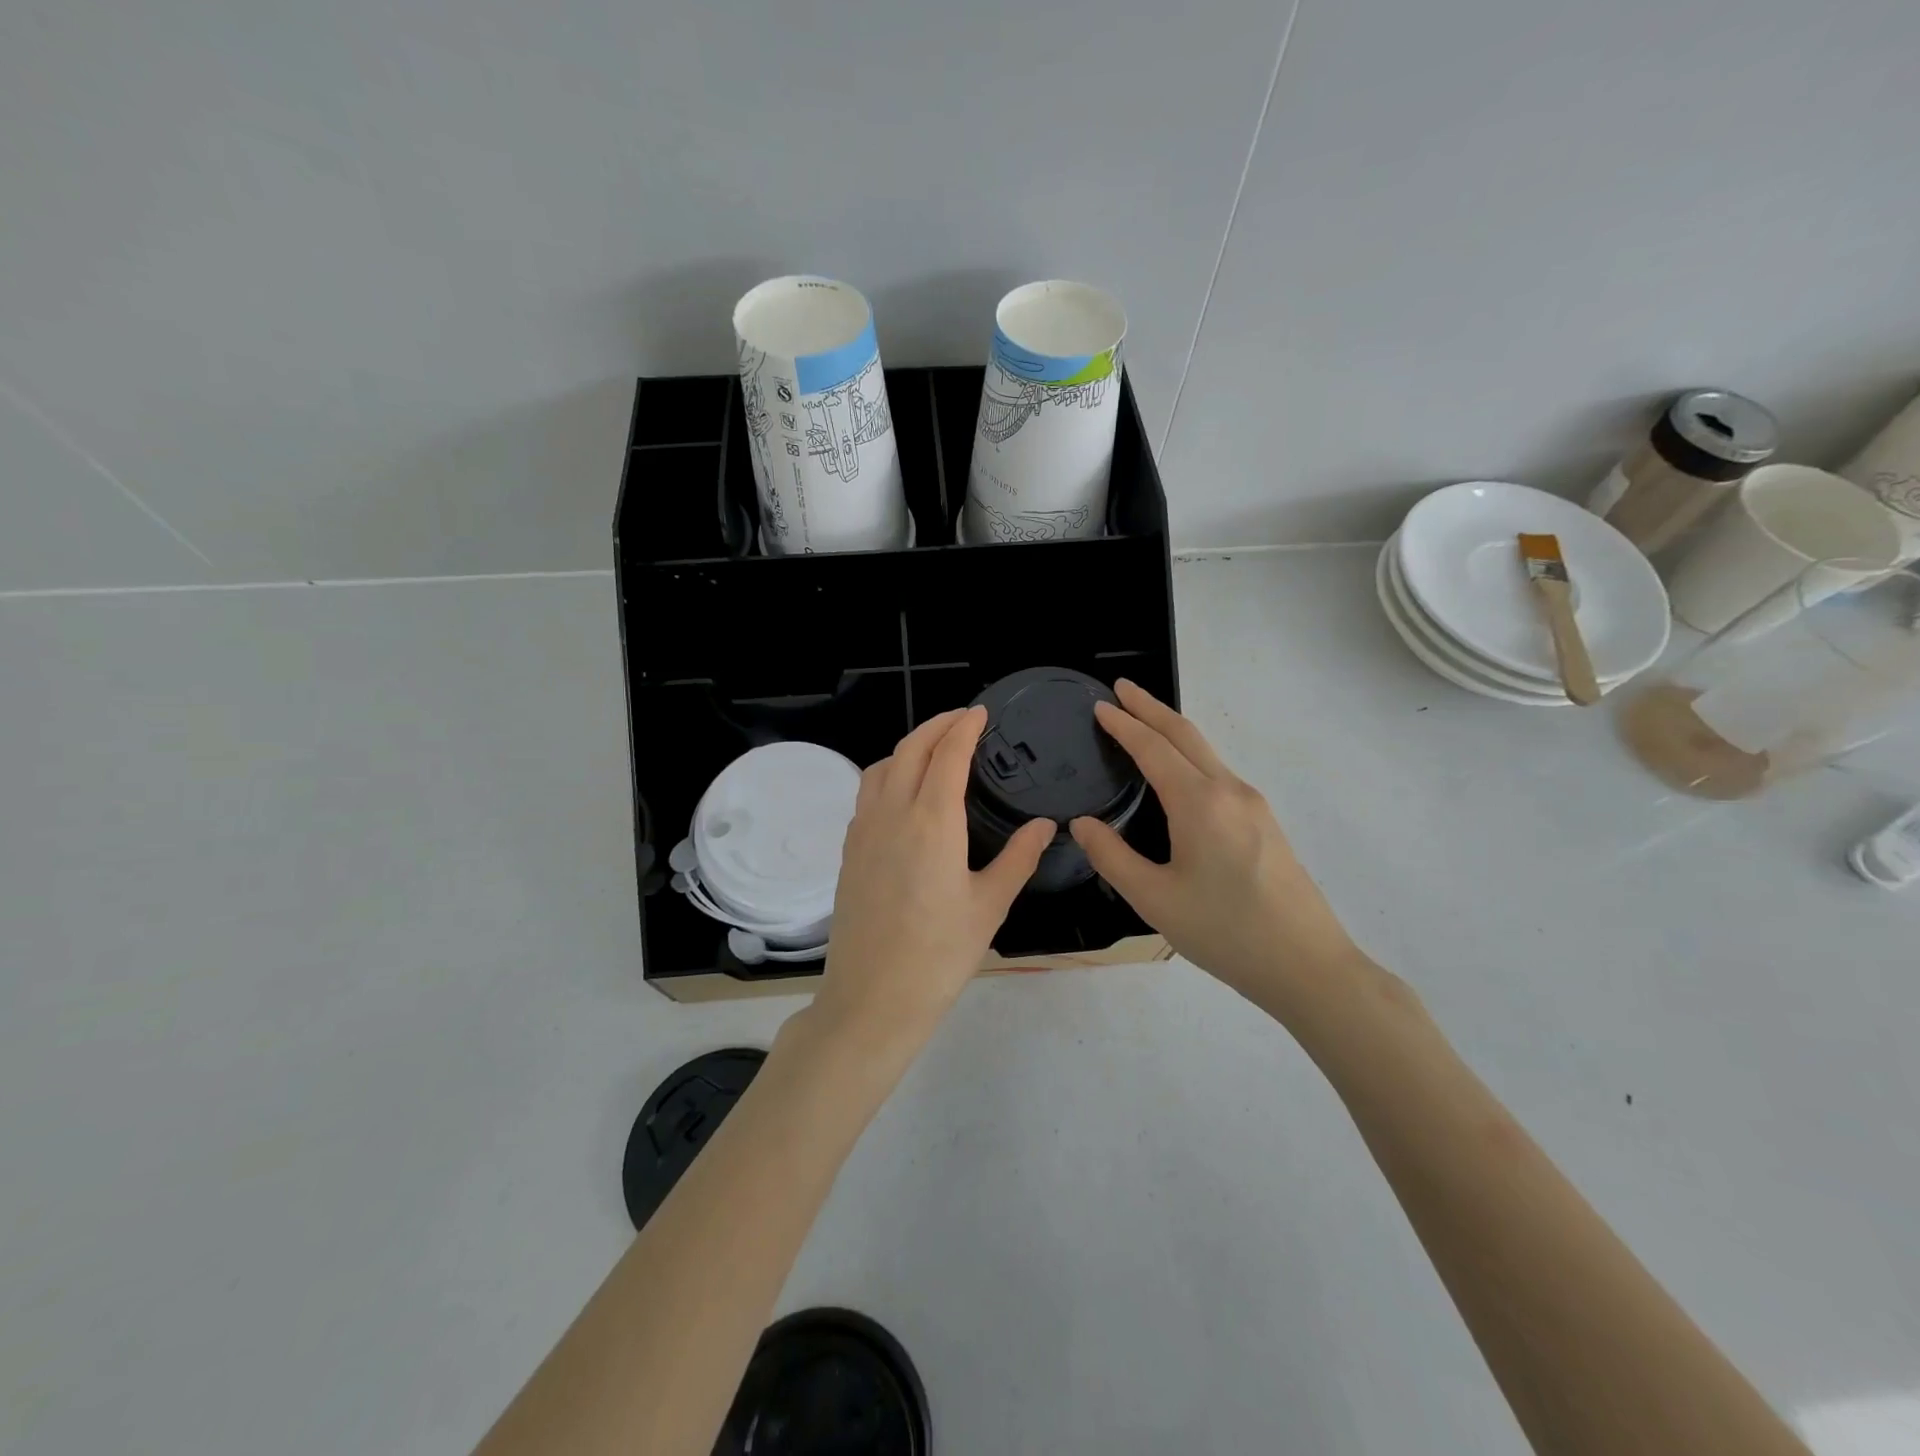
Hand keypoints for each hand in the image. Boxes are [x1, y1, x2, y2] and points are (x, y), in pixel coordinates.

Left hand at [814, 706, 1053, 1051]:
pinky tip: (904, 793)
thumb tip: (1045, 825)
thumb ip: (1019, 858)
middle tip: (962, 720)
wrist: (872, 998)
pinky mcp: (849, 851)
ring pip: (882, 767)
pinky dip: (888, 774)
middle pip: (910, 749)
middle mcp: (892, 814)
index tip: (980, 712)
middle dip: (936, 725)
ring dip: (908, 747)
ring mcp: (863, 831)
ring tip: (934, 750)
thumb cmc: (940, 955)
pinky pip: (867, 794)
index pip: (947, 755)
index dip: (964, 728)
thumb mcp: (990, 906)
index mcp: (932, 822)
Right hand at [1069, 681, 1364, 1012]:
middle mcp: (1229, 791)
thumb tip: (1082, 824)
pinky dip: (1190, 755)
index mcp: (1199, 803)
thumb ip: (1112, 857)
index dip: (1124, 725)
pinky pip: (1219, 772)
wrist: (1308, 966)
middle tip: (1122, 689)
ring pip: (1206, 752)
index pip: (1153, 748)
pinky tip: (1179, 772)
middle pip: (1185, 735)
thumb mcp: (1155, 900)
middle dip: (1151, 708)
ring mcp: (1253, 805)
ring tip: (1144, 722)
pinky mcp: (1265, 823)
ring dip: (1172, 730)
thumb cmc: (1226, 932)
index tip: (1100, 705)